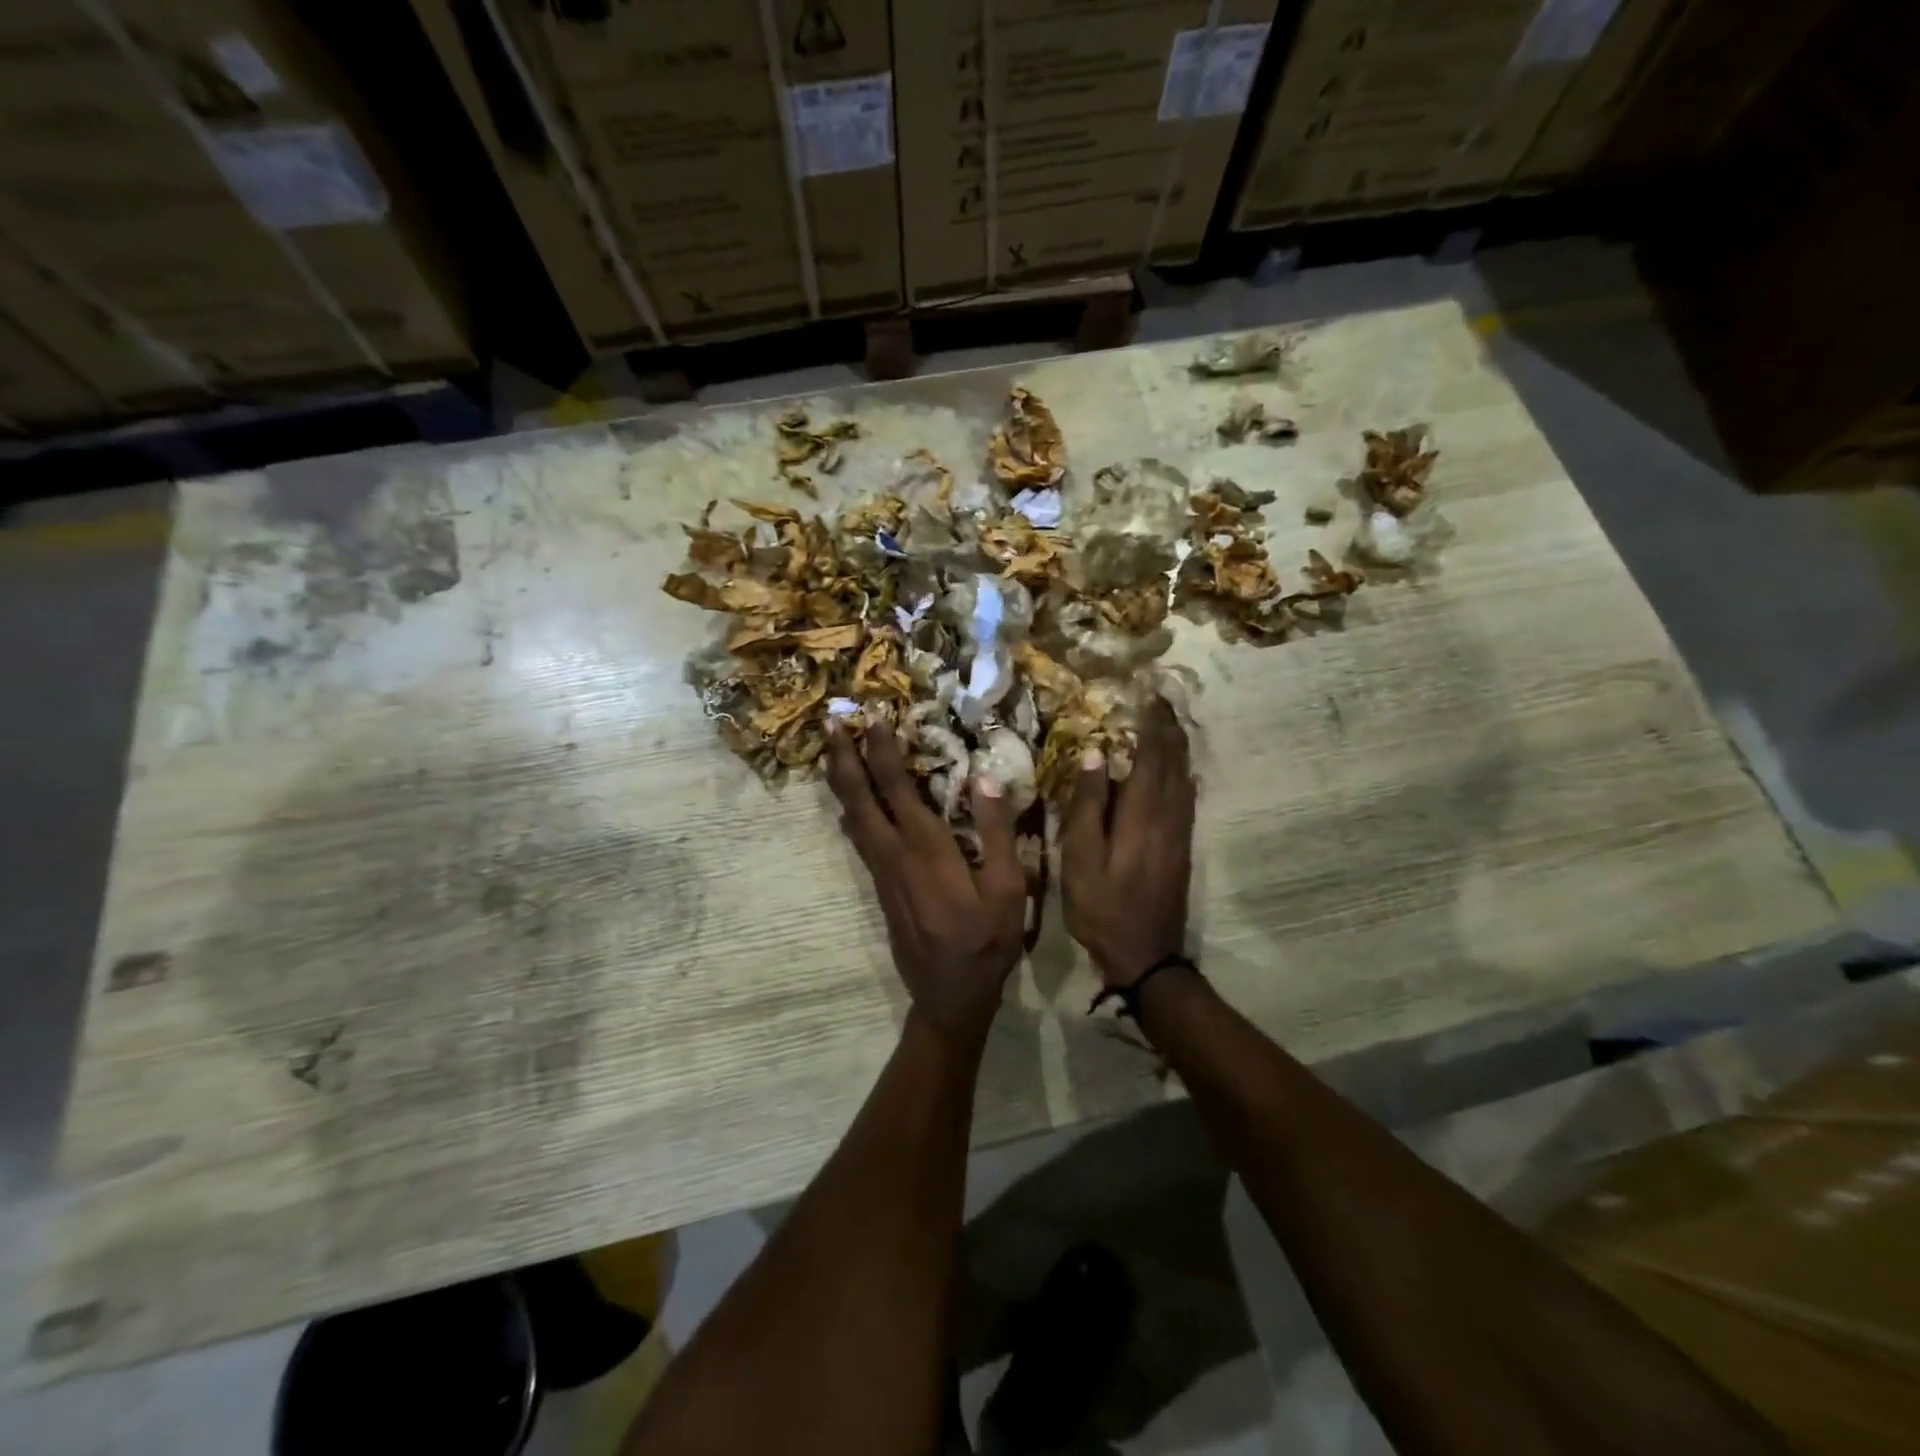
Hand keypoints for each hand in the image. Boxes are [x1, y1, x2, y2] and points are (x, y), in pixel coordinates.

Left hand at [825, 720, 1025, 1046]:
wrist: (949, 996)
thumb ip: (997, 832)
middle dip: (843, 757)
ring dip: (841, 781)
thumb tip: (984, 777)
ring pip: (852, 817)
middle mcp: (894, 854)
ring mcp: (882, 872)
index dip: (881, 750)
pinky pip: (858, 838)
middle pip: (859, 798)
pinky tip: (849, 804)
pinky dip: (850, 809)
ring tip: (832, 752)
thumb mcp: (1008, 889)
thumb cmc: (986, 942)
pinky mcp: (879, 887)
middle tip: (828, 723)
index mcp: (927, 849)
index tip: (871, 717)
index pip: (897, 787)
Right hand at [1061, 698, 1194, 987]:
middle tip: (1159, 698)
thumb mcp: (1080, 859)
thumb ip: (1088, 805)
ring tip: (1166, 722)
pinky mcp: (1182, 846)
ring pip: (1185, 776)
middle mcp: (1169, 816)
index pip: (1153, 754)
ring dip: (1177, 746)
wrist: (1146, 954)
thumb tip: (1097, 754)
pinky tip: (1175, 768)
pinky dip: (1181, 771)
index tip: (1146, 692)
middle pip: (1176, 760)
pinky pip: (1187, 795)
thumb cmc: (1102, 907)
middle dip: (1169, 726)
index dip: (1152, 721)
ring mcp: (1180, 832)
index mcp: (1143, 814)